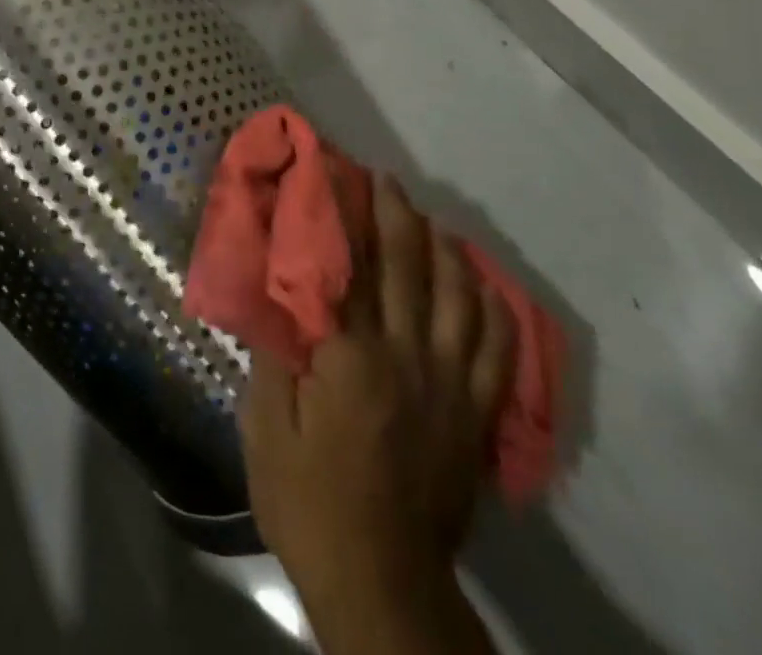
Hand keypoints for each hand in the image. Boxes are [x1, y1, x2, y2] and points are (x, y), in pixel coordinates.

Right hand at [241, 175, 514, 654]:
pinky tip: (483, 283)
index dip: (341, 218)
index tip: (336, 178)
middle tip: (385, 180)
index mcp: (350, 357)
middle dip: (394, 215)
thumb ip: (273, 351)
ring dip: (444, 250)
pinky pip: (496, 349)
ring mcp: (449, 385)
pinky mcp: (474, 415)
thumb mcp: (265, 426)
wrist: (380, 582)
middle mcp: (406, 358)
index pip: (347, 267)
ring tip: (430, 220)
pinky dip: (493, 308)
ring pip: (457, 298)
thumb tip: (276, 289)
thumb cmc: (309, 501)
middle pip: (405, 268)